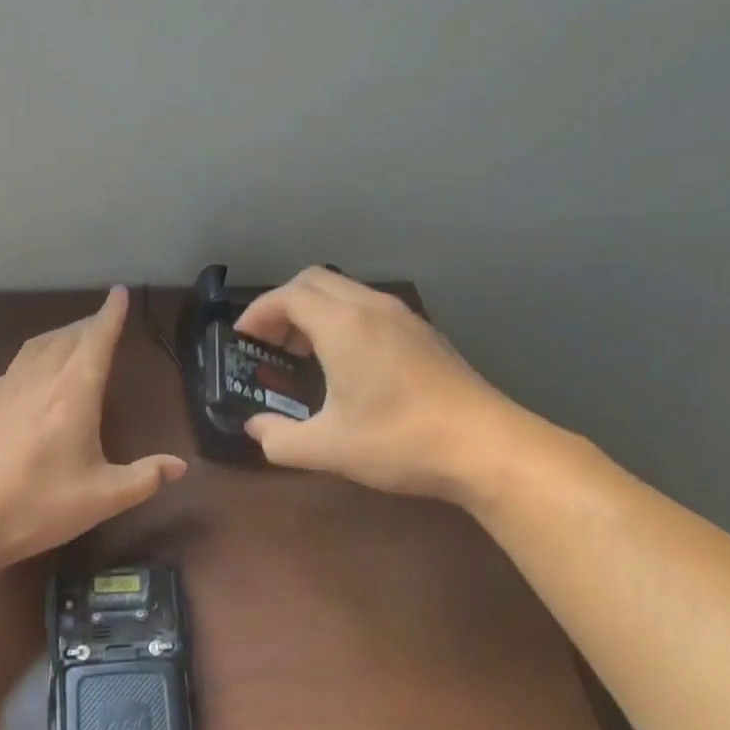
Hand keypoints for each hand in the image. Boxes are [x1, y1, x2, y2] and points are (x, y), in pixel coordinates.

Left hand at [0, 287, 187, 567]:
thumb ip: (144, 478)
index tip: (119, 292)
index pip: (97, 340)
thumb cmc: (37, 507)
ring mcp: (4, 389)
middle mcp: (39, 380)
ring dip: (60, 336)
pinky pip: (15, 366)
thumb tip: (179, 466)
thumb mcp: (102, 499)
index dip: (111, 314)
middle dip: (89, 324)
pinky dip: (34, 357)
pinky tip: (32, 377)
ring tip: (73, 339)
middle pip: (67, 337)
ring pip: (37, 346)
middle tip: (104, 321)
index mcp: (73, 394)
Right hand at [233, 267, 538, 503]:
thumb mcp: (328, 449)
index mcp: (342, 325)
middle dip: (283, 305)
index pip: (287, 295)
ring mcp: (403, 316)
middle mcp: (371, 307)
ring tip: (304, 353)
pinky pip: (368, 306)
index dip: (258, 312)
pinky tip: (348, 362)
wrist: (487, 447)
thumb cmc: (400, 442)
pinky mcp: (424, 332)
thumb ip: (279, 438)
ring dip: (314, 310)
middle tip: (271, 344)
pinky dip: (343, 319)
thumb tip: (255, 427)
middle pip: (314, 280)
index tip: (243, 339)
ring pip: (344, 290)